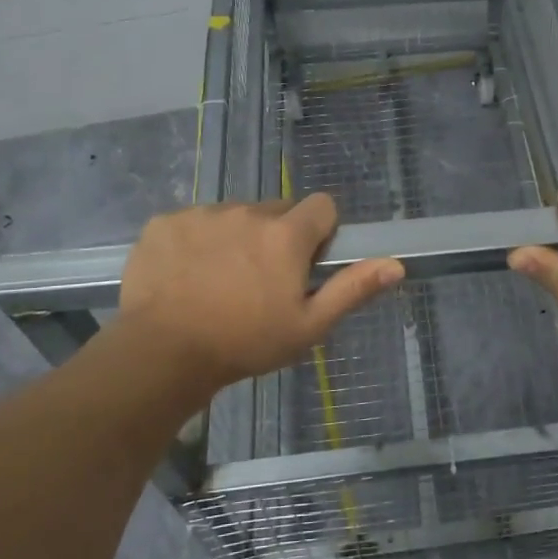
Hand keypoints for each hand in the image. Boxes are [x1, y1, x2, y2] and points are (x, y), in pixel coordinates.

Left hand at [116, 195, 402, 390]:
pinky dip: (196, 242)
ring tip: (219, 282)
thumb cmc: (244, 343)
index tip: (307, 263)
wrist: (161, 353)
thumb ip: (352, 289)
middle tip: (262, 280)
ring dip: (236, 238)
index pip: (322, 206)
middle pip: (276, 211)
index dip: (321, 232)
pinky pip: (193, 222)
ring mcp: (202, 214)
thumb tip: (396, 264)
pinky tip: (185, 277)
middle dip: (277, 237)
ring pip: (234, 216)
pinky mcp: (164, 223)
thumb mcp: (308, 326)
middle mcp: (247, 212)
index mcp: (286, 234)